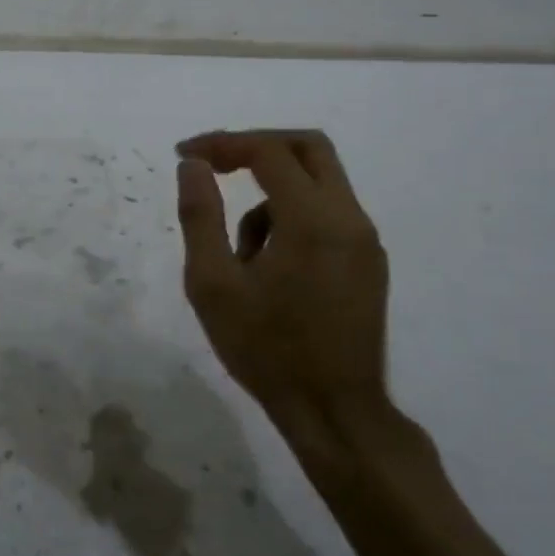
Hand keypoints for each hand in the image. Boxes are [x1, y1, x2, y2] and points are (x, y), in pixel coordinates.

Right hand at [174, 130, 390, 434]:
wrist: (335, 411)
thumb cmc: (266, 349)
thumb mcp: (212, 284)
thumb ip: (200, 216)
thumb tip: (193, 166)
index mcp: (312, 219)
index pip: (268, 152)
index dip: (223, 144)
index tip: (185, 154)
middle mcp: (349, 218)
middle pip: (309, 147)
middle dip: (257, 146)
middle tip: (217, 163)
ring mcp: (365, 240)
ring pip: (319, 181)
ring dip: (272, 191)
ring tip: (239, 251)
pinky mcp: (369, 261)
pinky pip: (329, 212)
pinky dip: (293, 214)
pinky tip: (267, 265)